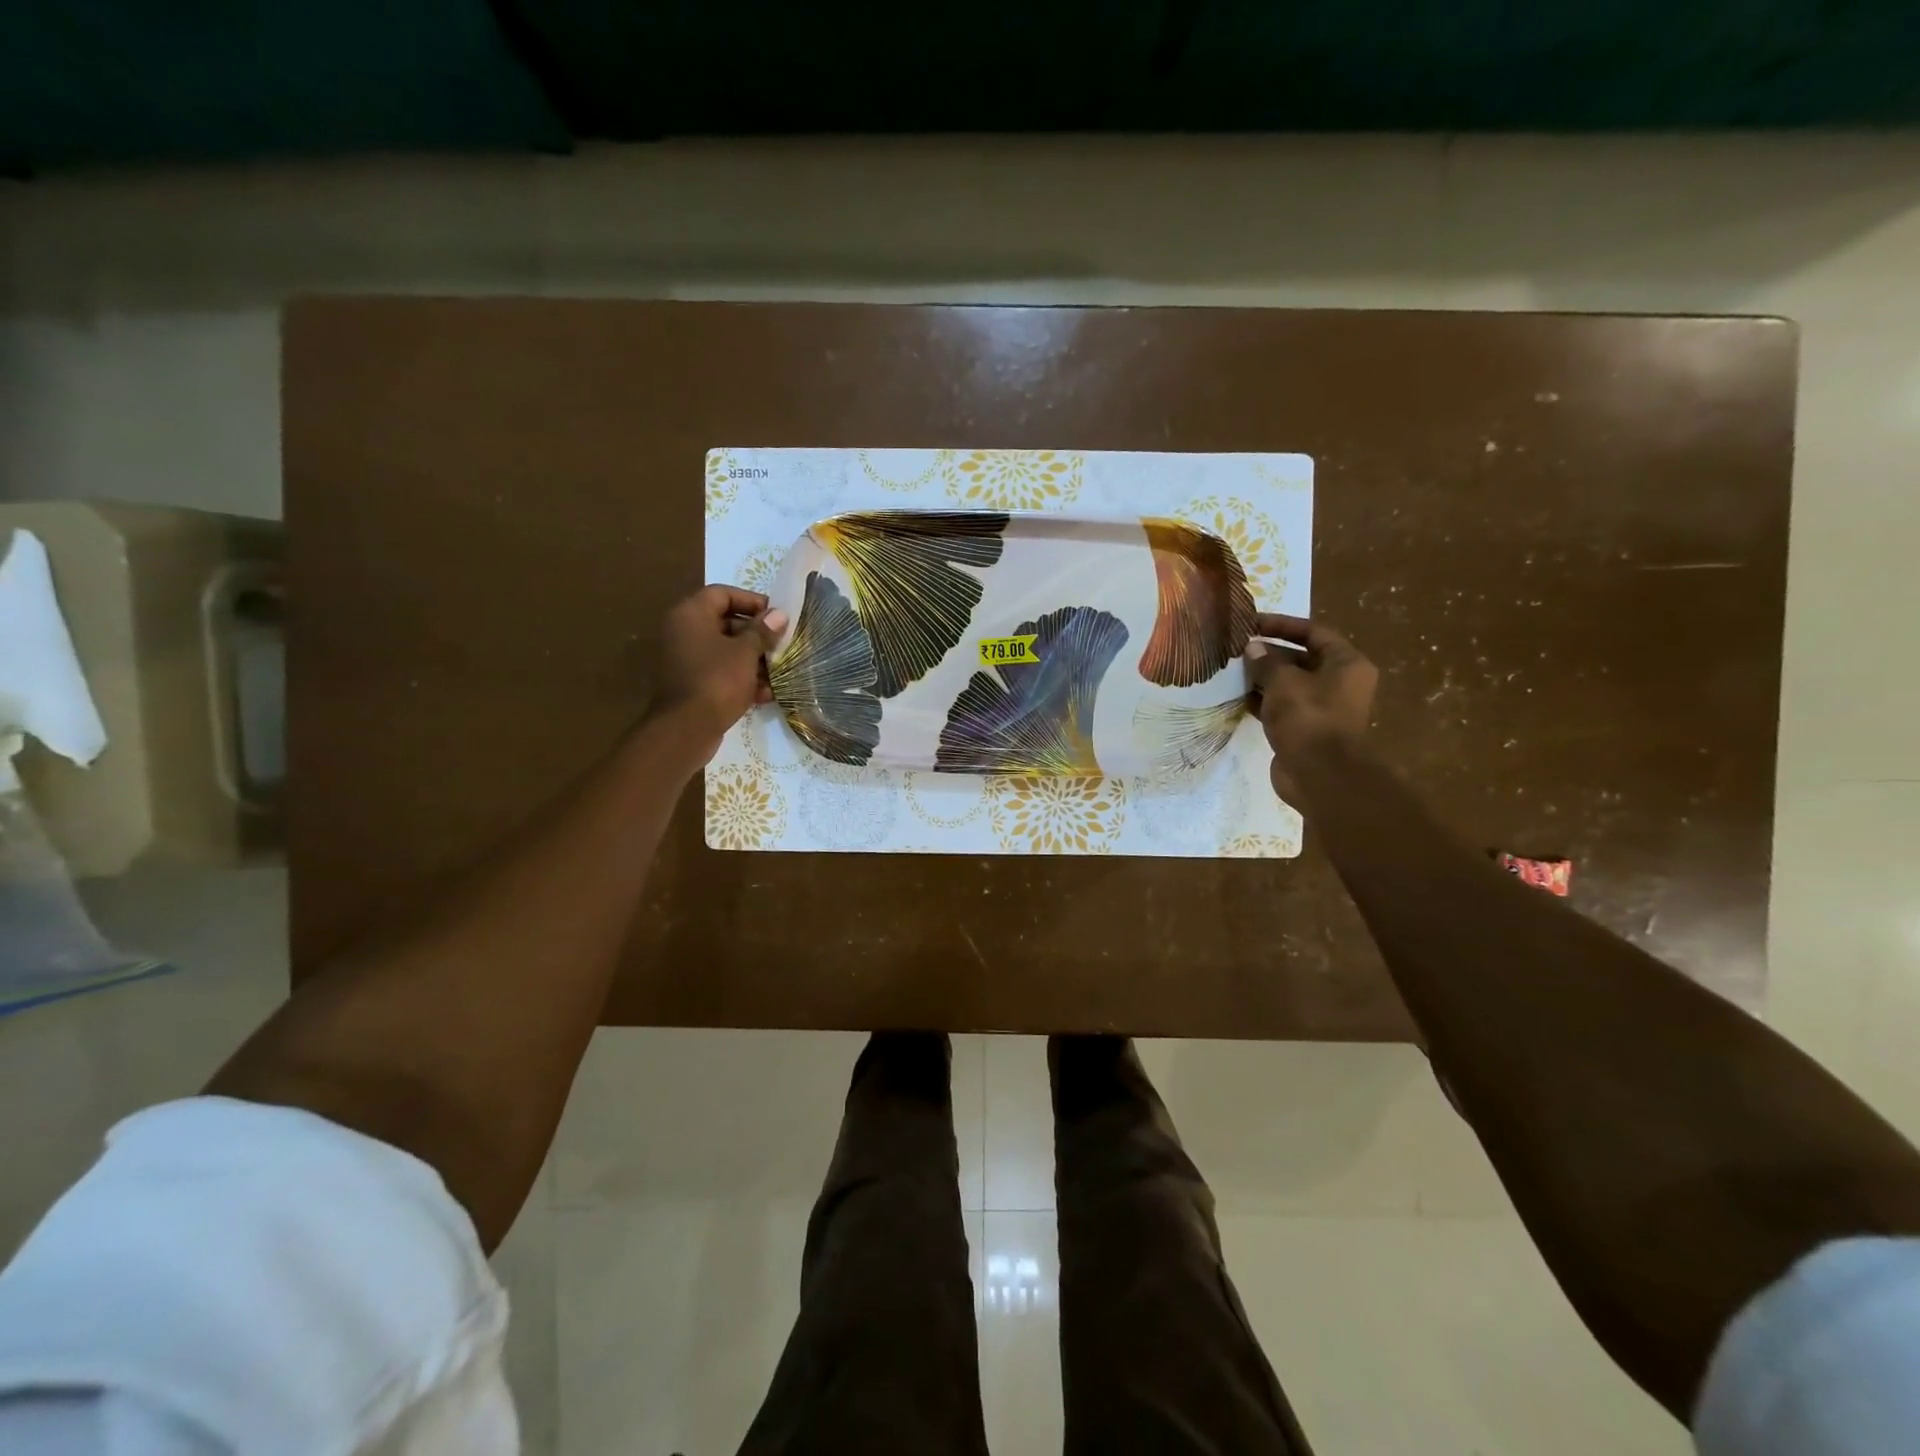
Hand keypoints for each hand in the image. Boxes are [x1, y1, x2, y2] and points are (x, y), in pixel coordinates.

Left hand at [652, 585, 787, 755]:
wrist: (686, 729)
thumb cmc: (717, 680)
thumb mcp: (746, 653)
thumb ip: (763, 631)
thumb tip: (779, 615)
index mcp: (691, 615)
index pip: (722, 593)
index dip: (751, 601)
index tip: (776, 615)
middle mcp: (683, 631)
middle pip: (725, 622)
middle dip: (757, 634)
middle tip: (782, 644)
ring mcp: (685, 659)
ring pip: (725, 650)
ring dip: (753, 659)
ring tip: (779, 671)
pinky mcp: (691, 683)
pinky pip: (719, 672)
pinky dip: (741, 678)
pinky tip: (765, 694)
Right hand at [1244, 613, 1377, 799]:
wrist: (1320, 775)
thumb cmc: (1308, 718)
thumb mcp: (1283, 682)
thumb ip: (1265, 661)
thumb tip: (1252, 647)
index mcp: (1346, 663)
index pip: (1314, 632)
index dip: (1282, 624)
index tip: (1252, 623)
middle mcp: (1340, 682)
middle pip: (1301, 658)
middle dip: (1269, 653)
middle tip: (1237, 649)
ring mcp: (1323, 708)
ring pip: (1289, 684)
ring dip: (1263, 678)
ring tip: (1232, 671)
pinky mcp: (1306, 729)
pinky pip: (1282, 707)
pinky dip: (1263, 701)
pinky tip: (1237, 697)